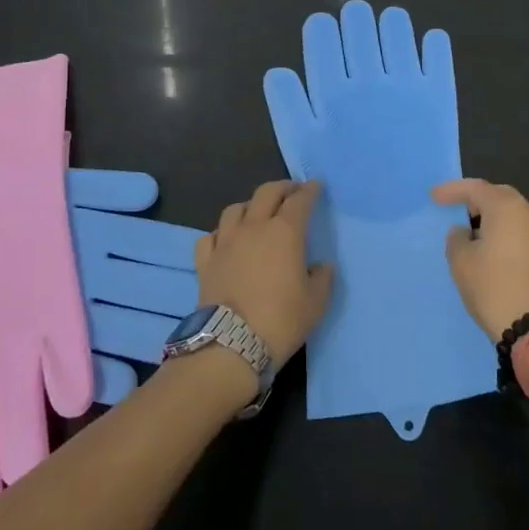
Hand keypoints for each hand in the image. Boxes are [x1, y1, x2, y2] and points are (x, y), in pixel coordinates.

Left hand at [194, 181, 335, 366]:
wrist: (232, 344)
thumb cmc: (281, 320)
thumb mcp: (316, 302)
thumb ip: (322, 278)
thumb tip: (321, 266)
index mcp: (284, 232)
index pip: (300, 201)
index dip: (310, 190)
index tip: (316, 185)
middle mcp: (254, 228)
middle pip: (266, 193)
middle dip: (282, 188)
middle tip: (292, 192)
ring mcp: (226, 242)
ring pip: (235, 209)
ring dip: (250, 205)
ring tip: (257, 213)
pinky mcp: (205, 261)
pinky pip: (211, 235)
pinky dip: (221, 232)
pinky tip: (226, 239)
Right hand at [434, 179, 528, 339]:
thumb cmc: (493, 287)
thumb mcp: (461, 262)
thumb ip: (457, 239)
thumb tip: (464, 232)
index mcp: (507, 208)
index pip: (476, 188)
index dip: (453, 191)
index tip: (434, 197)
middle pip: (499, 196)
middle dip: (476, 201)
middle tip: (457, 210)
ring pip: (513, 215)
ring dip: (492, 219)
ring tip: (472, 233)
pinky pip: (521, 232)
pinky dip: (505, 234)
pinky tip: (492, 250)